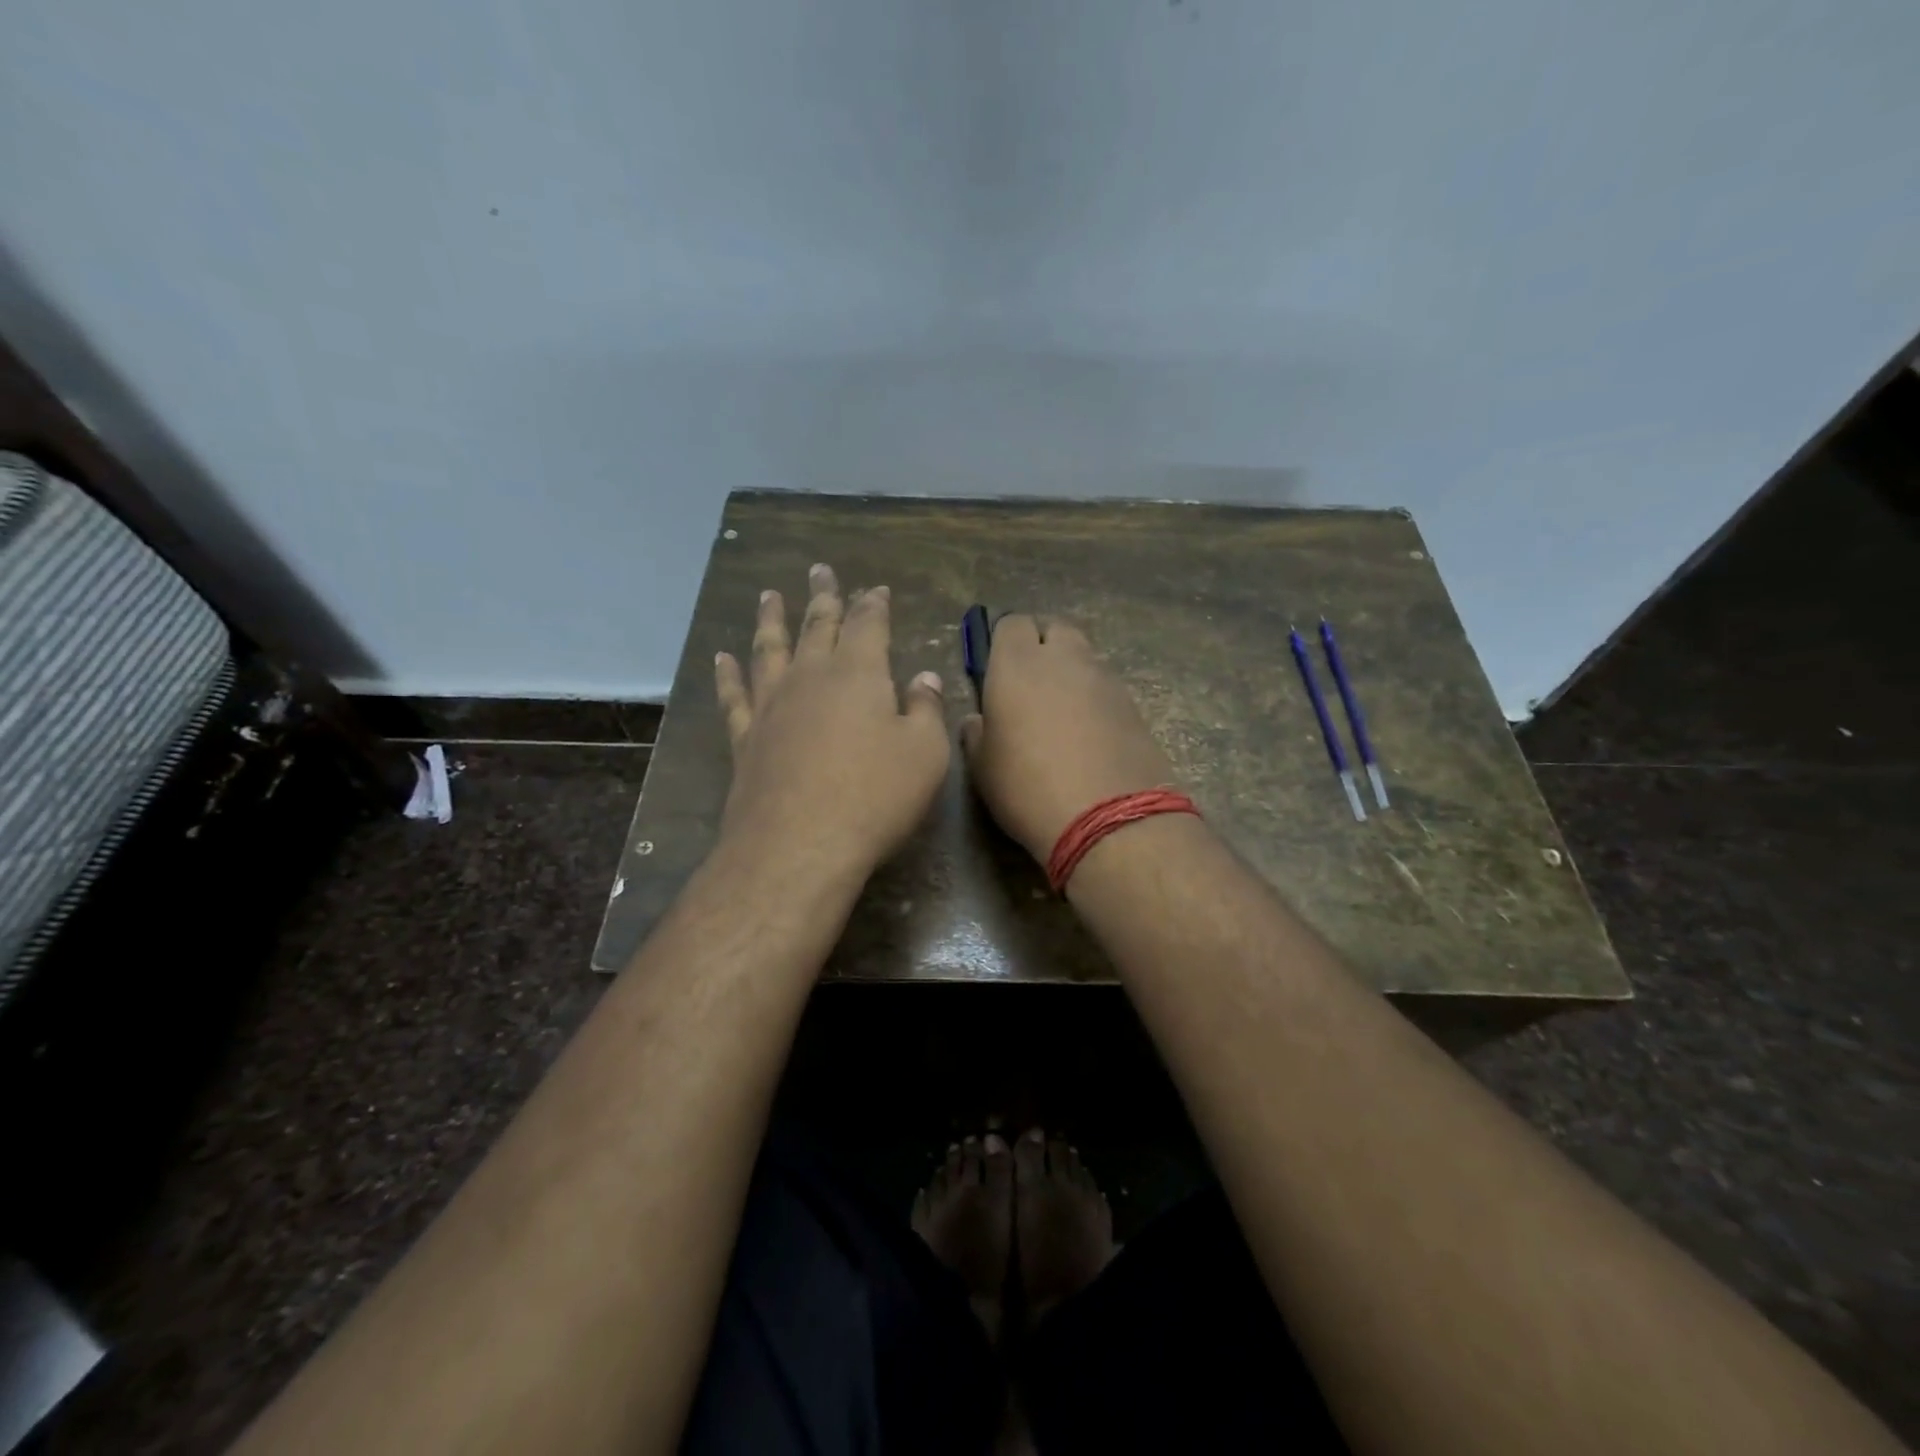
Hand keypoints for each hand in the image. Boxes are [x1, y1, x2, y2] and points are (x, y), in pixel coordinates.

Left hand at [714, 564, 949, 879]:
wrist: (799, 844)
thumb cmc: (875, 796)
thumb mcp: (924, 753)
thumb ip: (924, 710)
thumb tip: (923, 678)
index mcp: (859, 674)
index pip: (867, 624)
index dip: (873, 604)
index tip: (876, 589)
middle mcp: (811, 677)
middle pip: (817, 625)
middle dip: (822, 597)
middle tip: (820, 571)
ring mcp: (772, 705)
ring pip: (770, 649)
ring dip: (771, 620)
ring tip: (769, 596)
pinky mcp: (745, 738)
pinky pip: (734, 696)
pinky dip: (728, 674)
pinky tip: (722, 658)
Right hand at [960, 615, 1176, 863]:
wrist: (1110, 819)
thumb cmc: (1028, 789)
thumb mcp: (982, 767)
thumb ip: (976, 733)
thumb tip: (979, 719)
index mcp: (1018, 664)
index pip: (1011, 624)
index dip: (1003, 642)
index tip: (997, 669)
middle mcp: (1064, 659)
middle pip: (1054, 628)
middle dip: (1042, 645)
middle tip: (1029, 683)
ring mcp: (1105, 679)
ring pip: (1083, 657)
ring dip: (1070, 672)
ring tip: (1060, 712)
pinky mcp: (1133, 704)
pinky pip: (1106, 686)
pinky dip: (1094, 698)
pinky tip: (1088, 733)